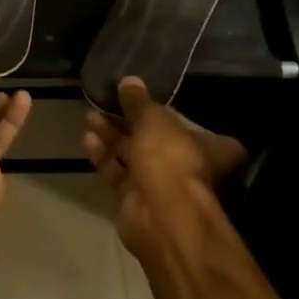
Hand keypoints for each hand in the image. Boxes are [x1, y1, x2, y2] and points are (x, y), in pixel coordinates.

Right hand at [84, 78, 246, 255]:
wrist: (161, 217)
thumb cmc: (171, 160)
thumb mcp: (155, 120)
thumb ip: (139, 102)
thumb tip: (129, 80)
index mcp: (210, 148)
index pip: (189, 124)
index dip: (164, 112)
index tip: (140, 99)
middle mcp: (188, 167)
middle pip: (155, 140)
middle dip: (128, 122)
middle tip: (105, 103)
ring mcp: (161, 186)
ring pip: (133, 156)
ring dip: (112, 137)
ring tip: (90, 116)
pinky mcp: (136, 201)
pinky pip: (118, 175)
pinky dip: (104, 158)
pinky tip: (88, 139)